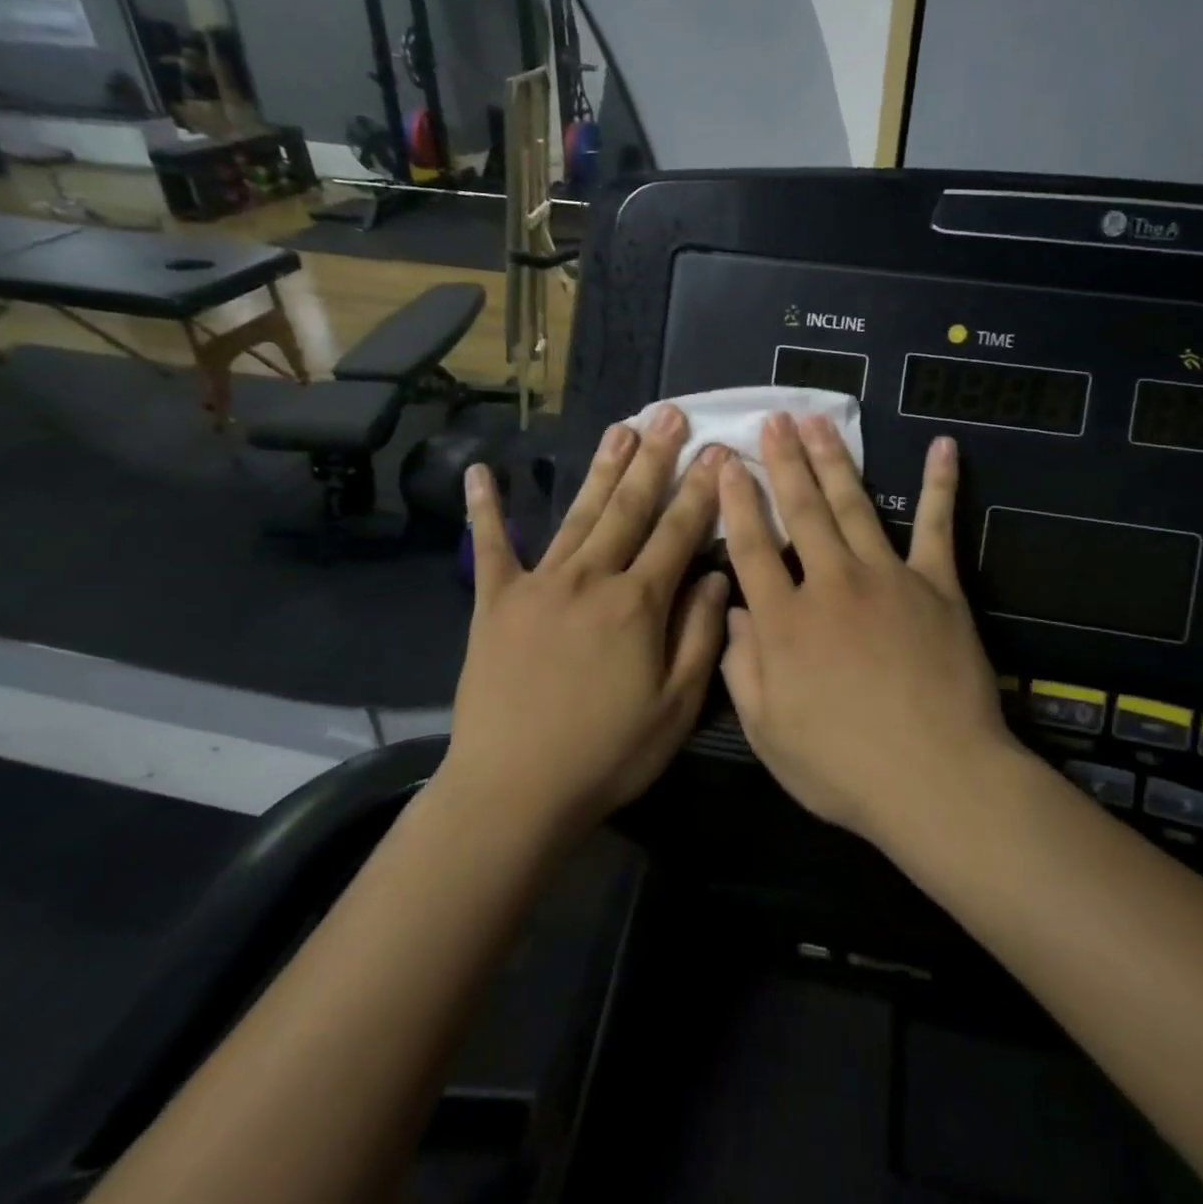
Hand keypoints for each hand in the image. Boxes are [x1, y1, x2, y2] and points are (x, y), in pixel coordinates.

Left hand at [440, 405, 730, 836]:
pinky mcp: (495, 602)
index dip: (703, 490)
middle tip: (671, 414)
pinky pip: (491, 547)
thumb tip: (718, 578)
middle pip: (630, 507)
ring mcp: (539, 584)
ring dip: (602, 468)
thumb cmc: (607, 754)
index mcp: (639, 604)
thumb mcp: (676, 707)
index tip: (720, 451)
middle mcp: (591, 578)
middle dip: (656, 459)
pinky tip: (482, 472)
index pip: (679, 532)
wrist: (514, 790)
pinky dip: (486, 509)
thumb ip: (700, 636)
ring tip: (621, 426)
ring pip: (579, 514)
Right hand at [718, 413, 1018, 840]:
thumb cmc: (844, 768)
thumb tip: (736, 612)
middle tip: (774, 420)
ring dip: (835, 461)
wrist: (936, 778)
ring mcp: (887, 578)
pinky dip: (941, 485)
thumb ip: (743, 668)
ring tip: (819, 422)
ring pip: (854, 506)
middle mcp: (831, 585)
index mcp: (785, 622)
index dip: (736, 502)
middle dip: (784, 463)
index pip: (752, 547)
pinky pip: (938, 526)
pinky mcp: (937, 585)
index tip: (727, 463)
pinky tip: (943, 447)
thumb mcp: (768, 732)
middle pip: (802, 512)